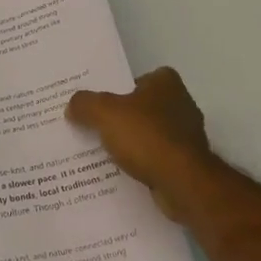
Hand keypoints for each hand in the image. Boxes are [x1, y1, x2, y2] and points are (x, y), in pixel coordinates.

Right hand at [66, 66, 214, 219]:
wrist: (182, 183)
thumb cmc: (146, 137)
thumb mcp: (104, 113)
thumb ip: (85, 104)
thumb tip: (73, 106)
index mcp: (167, 83)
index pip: (141, 77)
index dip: (121, 87)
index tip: (101, 101)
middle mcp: (182, 104)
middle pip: (144, 106)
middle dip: (124, 116)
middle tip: (94, 125)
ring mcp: (187, 136)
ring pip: (150, 134)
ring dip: (132, 142)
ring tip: (103, 151)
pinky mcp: (187, 164)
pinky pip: (156, 158)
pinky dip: (142, 163)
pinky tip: (122, 171)